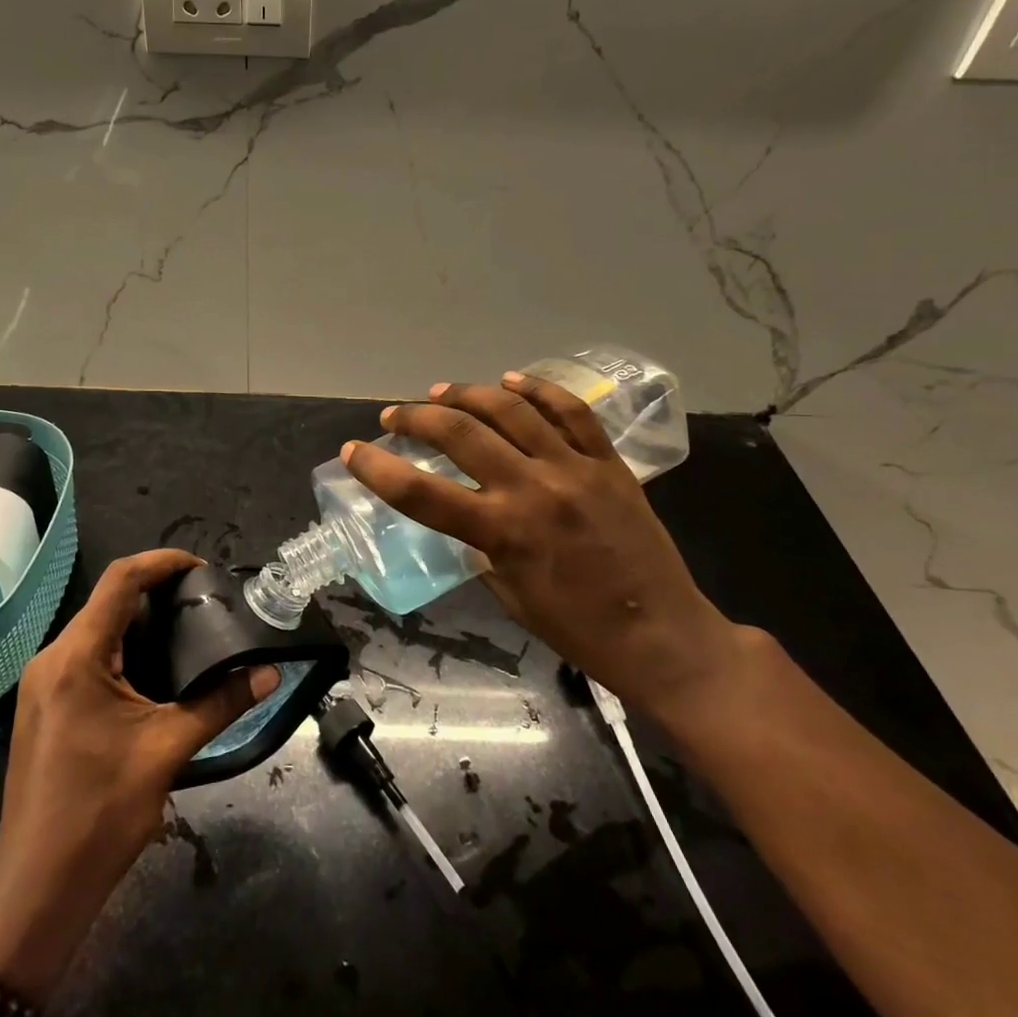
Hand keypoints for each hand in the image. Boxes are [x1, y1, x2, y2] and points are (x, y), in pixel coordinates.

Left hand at [0, 549, 279, 999]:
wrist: (37, 890)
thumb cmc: (100, 813)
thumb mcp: (168, 750)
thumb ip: (220, 702)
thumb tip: (269, 672)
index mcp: (75, 657)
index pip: (120, 581)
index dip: (162, 562)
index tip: (204, 567)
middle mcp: (52, 659)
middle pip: (107, 603)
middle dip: (157, 594)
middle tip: (206, 602)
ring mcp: (43, 686)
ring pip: (97, 632)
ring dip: (141, 624)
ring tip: (190, 631)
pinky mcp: (45, 709)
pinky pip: (87, 660)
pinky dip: (124, 652)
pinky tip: (157, 672)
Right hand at [343, 375, 743, 715]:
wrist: (664, 636)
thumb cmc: (579, 630)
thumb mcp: (511, 596)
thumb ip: (483, 548)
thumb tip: (468, 519)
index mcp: (503, 532)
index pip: (420, 492)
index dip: (378, 469)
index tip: (353, 451)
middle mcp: (533, 488)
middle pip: (460, 433)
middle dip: (415, 417)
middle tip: (394, 416)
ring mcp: (574, 468)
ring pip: (510, 409)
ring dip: (466, 394)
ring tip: (439, 393)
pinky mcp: (609, 462)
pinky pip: (570, 411)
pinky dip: (536, 389)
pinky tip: (510, 380)